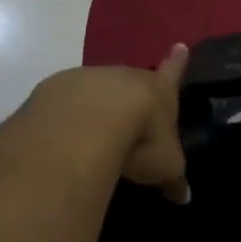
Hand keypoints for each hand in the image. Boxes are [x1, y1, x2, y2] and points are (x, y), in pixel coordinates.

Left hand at [31, 44, 191, 201]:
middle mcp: (127, 76)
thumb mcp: (165, 166)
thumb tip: (183, 197)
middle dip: (131, 94)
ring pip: (97, 90)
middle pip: (132, 80)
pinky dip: (67, 115)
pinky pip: (65, 102)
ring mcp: (90, 78)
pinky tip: (63, 135)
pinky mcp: (57, 88)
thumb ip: (173, 179)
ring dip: (97, 106)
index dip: (178, 62)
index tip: (180, 44)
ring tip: (93, 131)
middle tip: (130, 113)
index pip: (173, 72)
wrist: (88, 121)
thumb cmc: (141, 139)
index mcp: (159, 90)